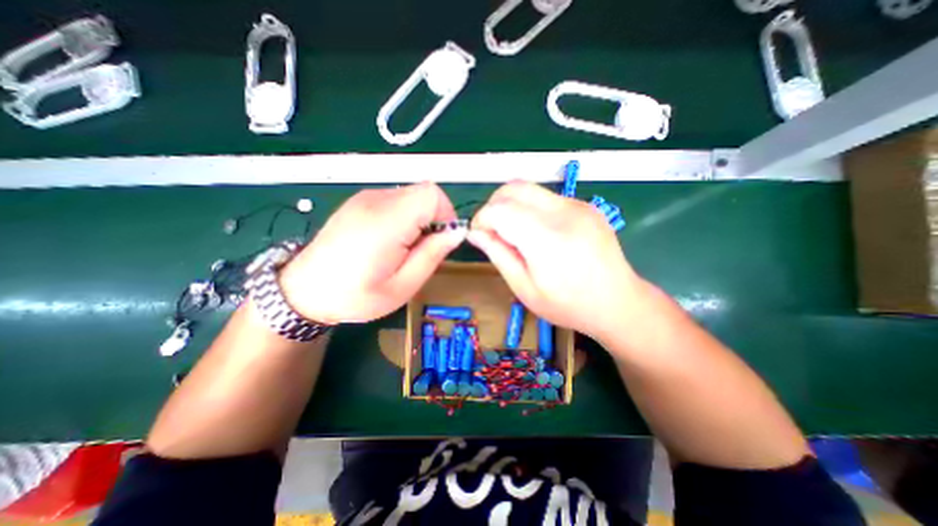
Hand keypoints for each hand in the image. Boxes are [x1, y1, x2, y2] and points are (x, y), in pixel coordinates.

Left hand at [279, 183, 465, 323]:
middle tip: (422, 250)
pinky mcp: (360, 201)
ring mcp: (365, 198)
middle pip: (424, 193)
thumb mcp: (403, 286)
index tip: (440, 241)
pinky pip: (396, 200)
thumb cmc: (355, 295)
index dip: (446, 216)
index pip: (433, 195)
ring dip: (420, 219)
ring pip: (412, 196)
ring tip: (404, 248)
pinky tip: (390, 240)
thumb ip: (432, 255)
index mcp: (387, 221)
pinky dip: (405, 216)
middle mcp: (376, 200)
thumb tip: (456, 232)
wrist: (303, 291)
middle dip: (434, 219)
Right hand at [470, 183, 645, 342]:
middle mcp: (564, 212)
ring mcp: (578, 205)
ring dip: (512, 205)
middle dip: (494, 205)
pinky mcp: (585, 205)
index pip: (500, 209)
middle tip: (493, 231)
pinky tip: (537, 232)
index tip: (479, 236)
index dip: (481, 219)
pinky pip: (546, 197)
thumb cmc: (568, 305)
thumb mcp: (525, 288)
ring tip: (514, 233)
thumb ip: (498, 255)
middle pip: (514, 188)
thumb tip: (475, 233)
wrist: (619, 302)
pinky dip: (530, 208)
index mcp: (547, 239)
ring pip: (529, 189)